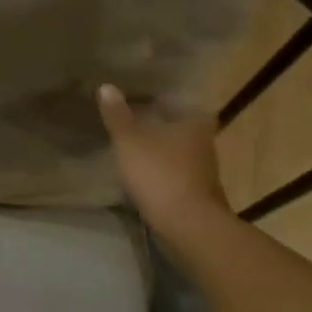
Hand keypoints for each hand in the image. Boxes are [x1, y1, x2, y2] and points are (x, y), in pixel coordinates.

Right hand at [97, 84, 230, 226]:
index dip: (157, 95)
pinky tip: (141, 168)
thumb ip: (117, 115)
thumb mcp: (129, 141)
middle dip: (156, 120)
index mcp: (194, 120)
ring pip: (177, 147)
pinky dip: (160, 166)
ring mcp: (203, 167)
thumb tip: (106, 86)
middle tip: (129, 115)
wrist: (188, 225)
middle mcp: (204, 139)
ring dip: (158, 145)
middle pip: (177, 123)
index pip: (176, 98)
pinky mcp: (196, 190)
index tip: (136, 93)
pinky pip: (174, 169)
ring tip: (131, 141)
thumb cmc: (160, 174)